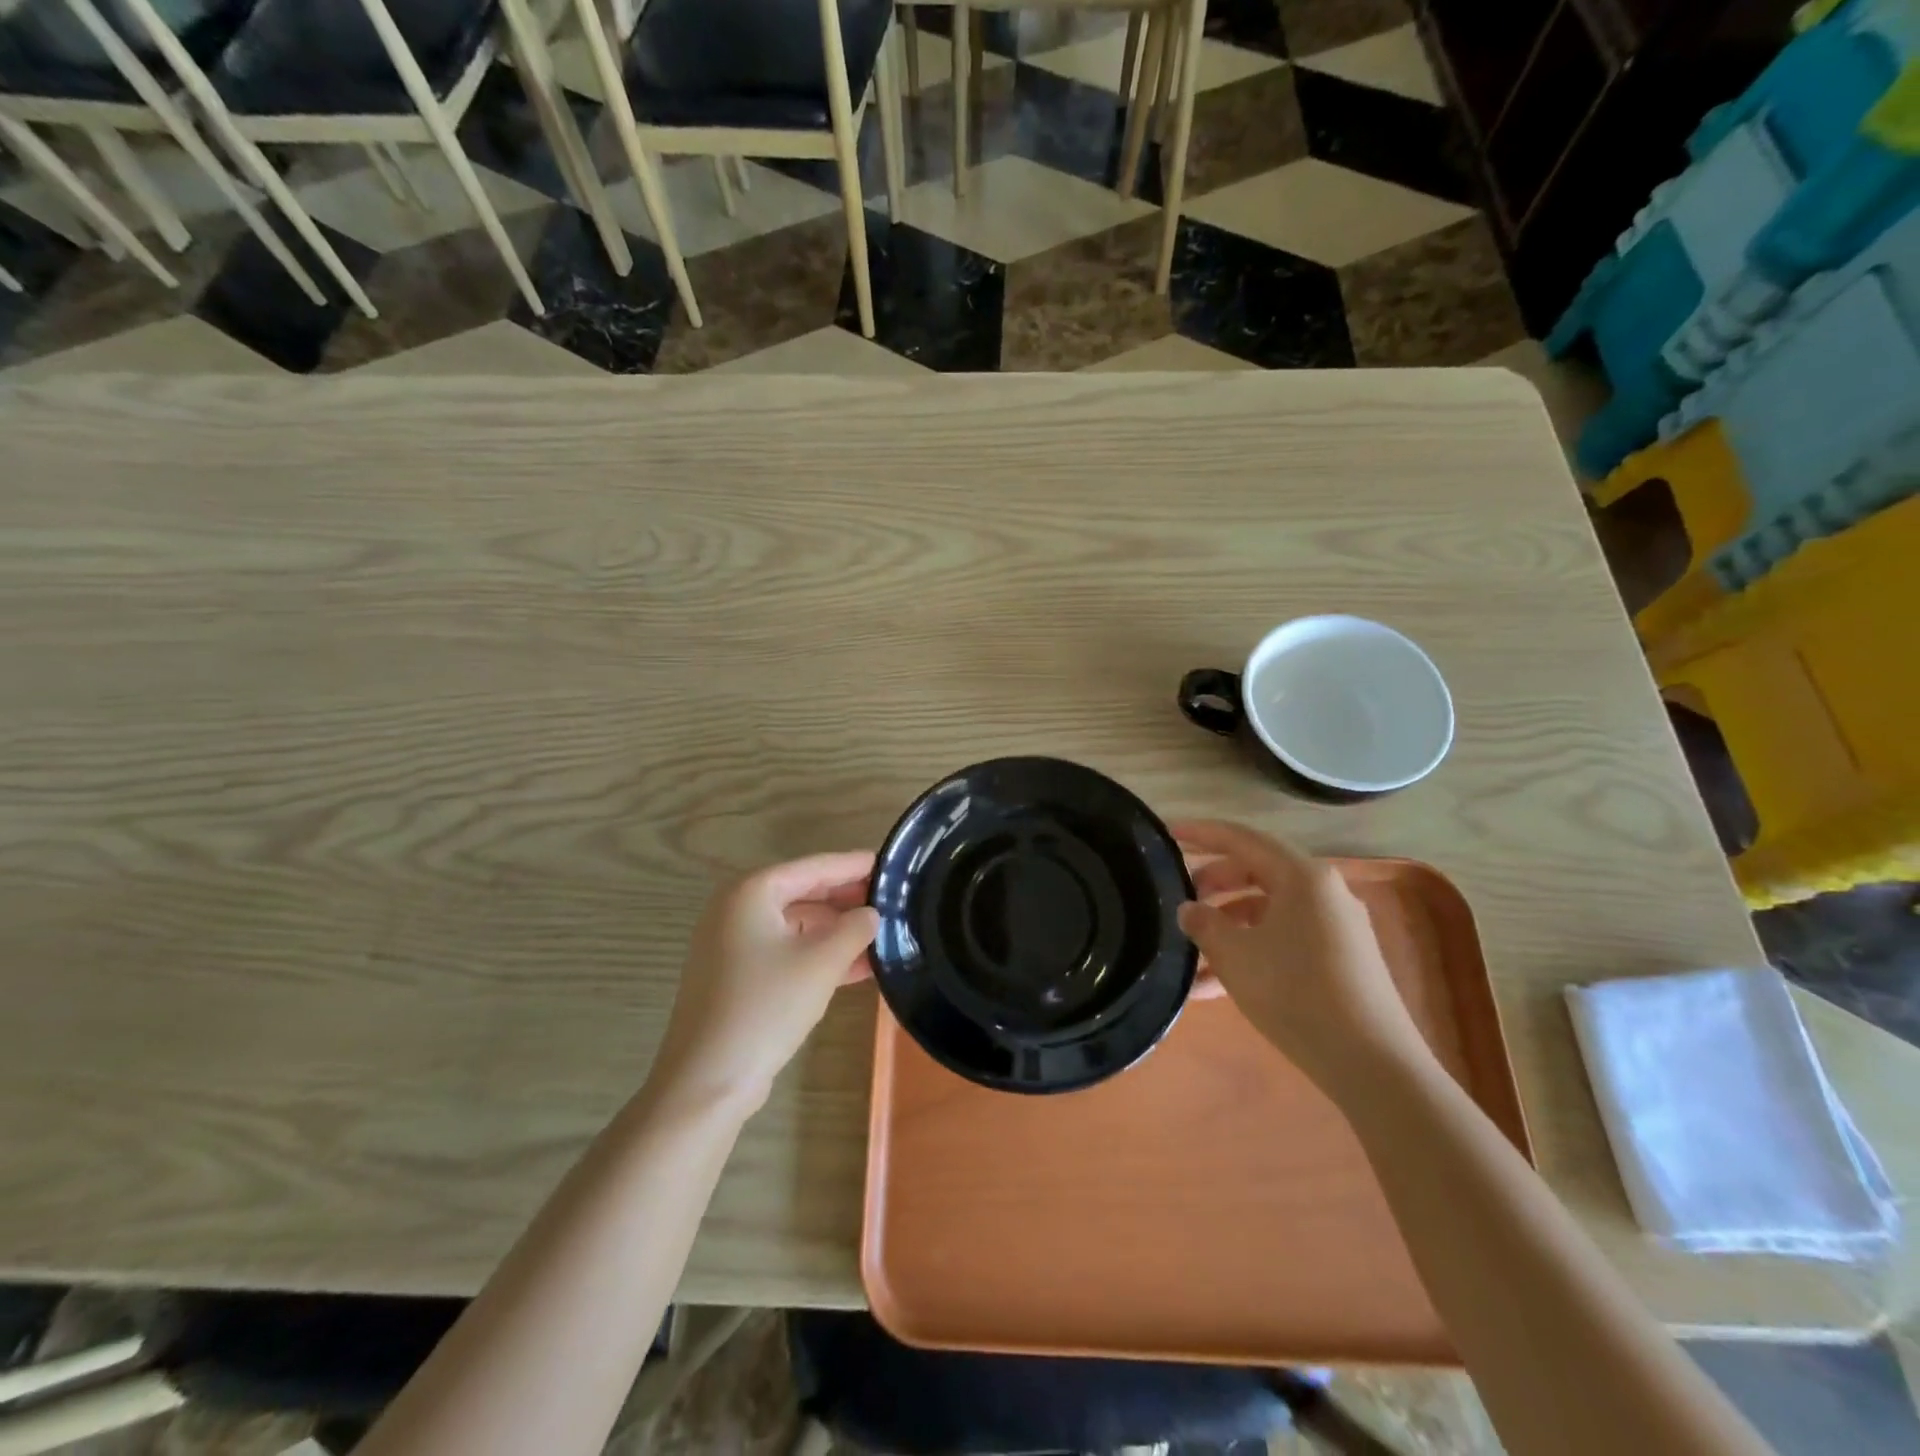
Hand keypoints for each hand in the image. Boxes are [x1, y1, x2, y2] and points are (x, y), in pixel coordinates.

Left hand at [649, 852, 879, 1117]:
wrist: (708, 1081)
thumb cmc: (765, 1007)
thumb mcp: (821, 963)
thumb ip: (854, 929)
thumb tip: (872, 914)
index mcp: (751, 893)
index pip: (813, 867)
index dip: (853, 865)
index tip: (889, 862)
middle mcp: (737, 910)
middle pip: (803, 892)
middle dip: (847, 899)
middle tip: (892, 899)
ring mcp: (733, 945)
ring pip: (797, 925)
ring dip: (837, 931)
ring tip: (883, 932)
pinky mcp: (737, 977)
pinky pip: (786, 951)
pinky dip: (818, 954)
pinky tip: (858, 966)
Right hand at [1174, 820, 1426, 1094]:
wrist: (1372, 1064)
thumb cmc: (1295, 993)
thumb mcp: (1235, 955)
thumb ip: (1204, 924)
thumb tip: (1190, 909)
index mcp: (1303, 876)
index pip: (1242, 839)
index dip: (1202, 833)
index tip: (1169, 832)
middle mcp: (1324, 892)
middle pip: (1257, 872)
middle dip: (1214, 885)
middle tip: (1180, 899)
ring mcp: (1337, 927)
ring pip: (1268, 911)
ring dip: (1228, 926)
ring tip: (1190, 954)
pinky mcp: (1342, 960)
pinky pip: (1285, 939)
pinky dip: (1251, 951)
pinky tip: (1216, 986)